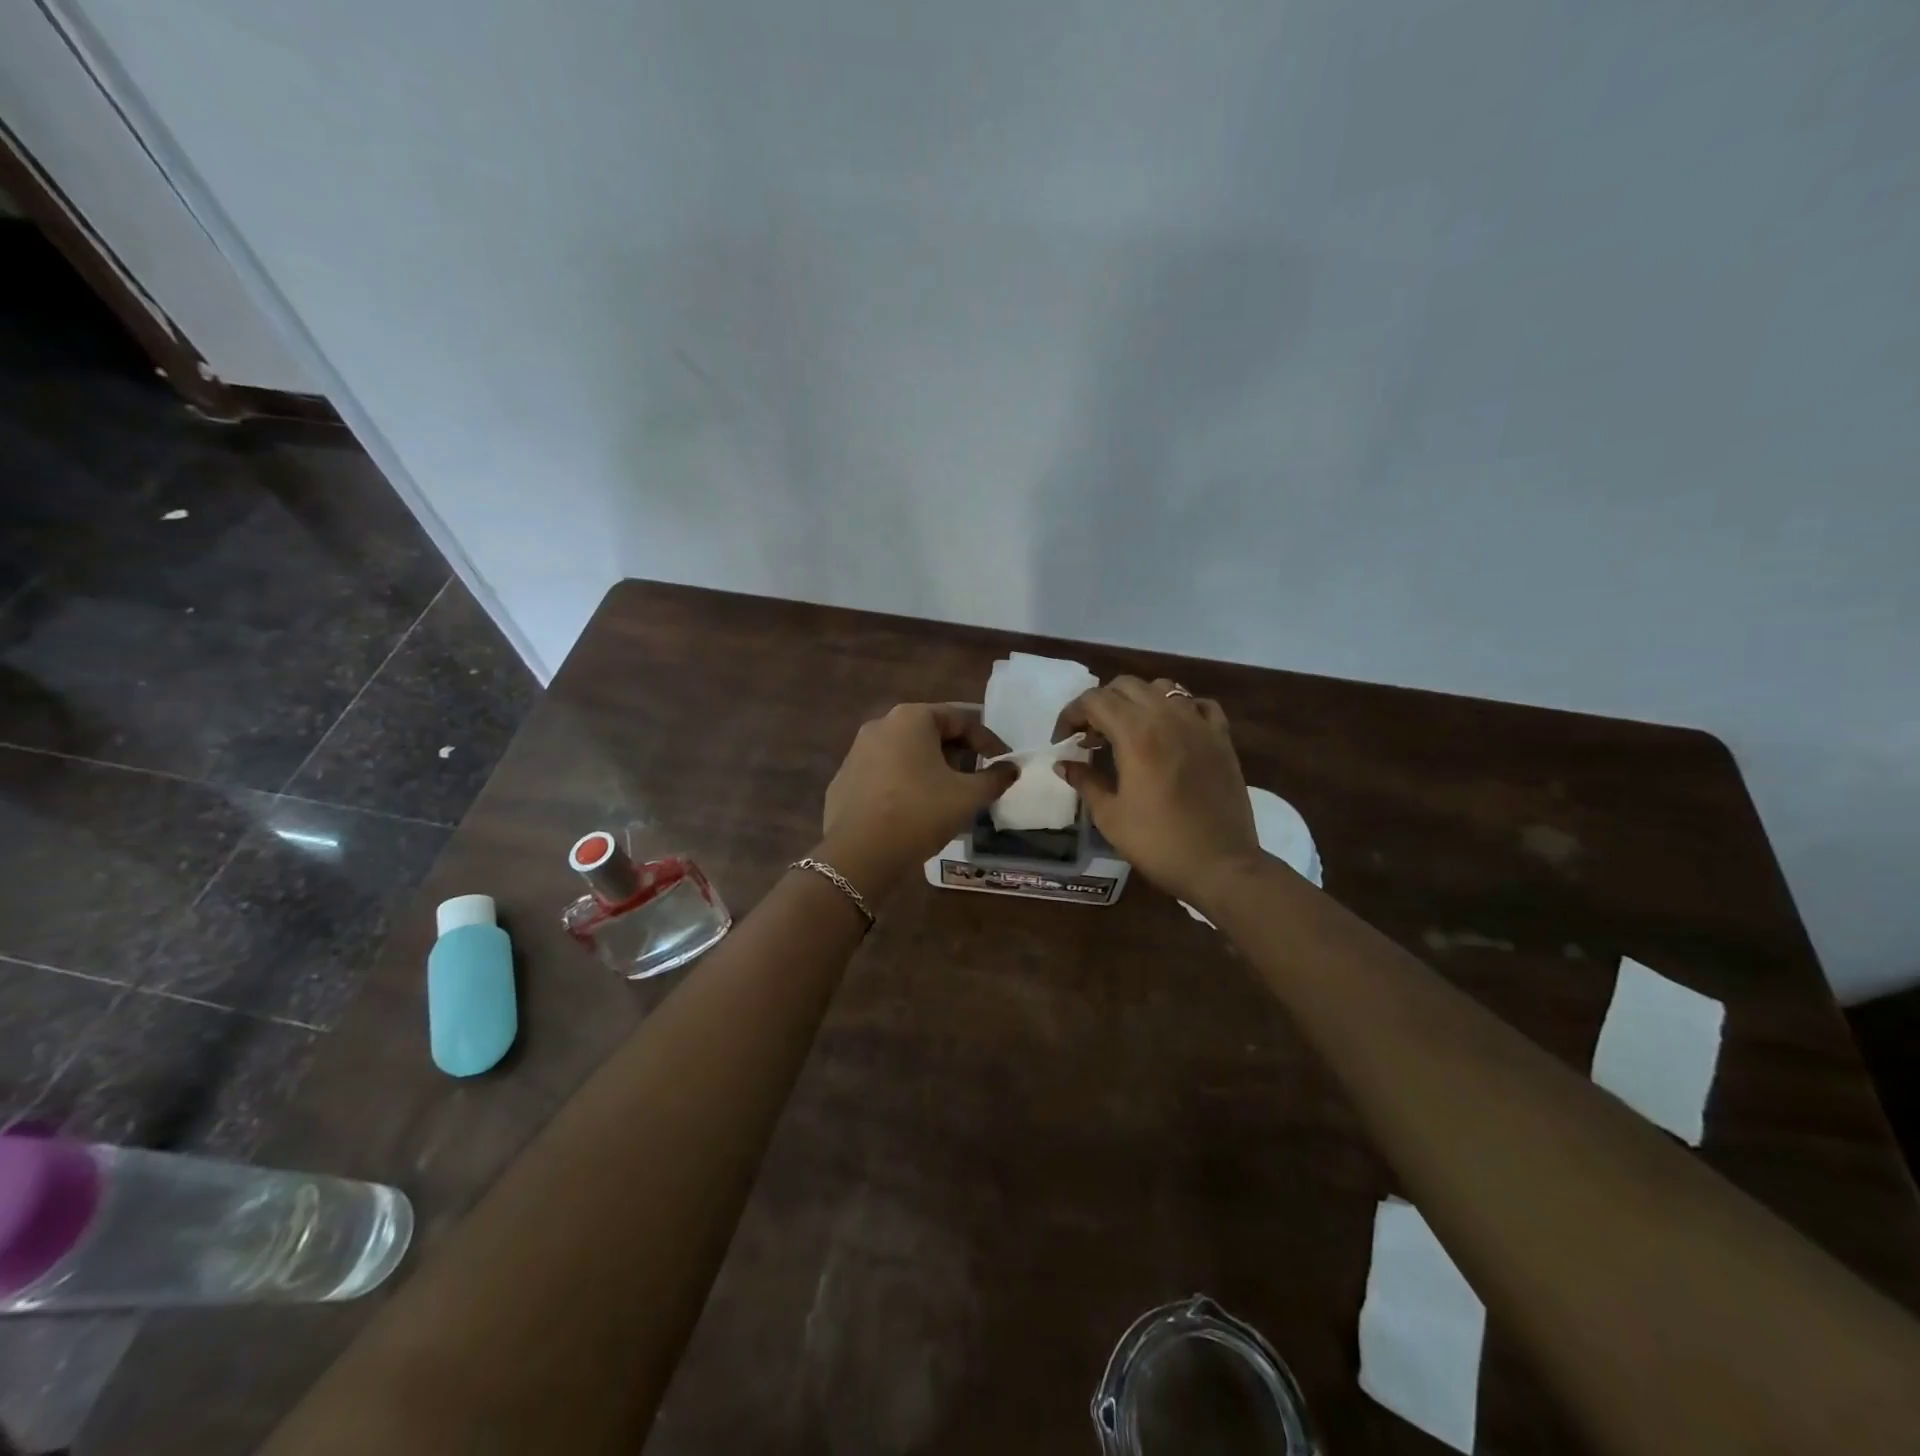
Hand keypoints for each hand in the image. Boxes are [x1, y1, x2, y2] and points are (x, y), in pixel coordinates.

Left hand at [819, 704, 1017, 898]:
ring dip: (933, 768)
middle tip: (979, 777)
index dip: (988, 740)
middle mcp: (881, 725)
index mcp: (911, 718)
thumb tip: (1011, 770)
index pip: (961, 718)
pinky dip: (907, 784)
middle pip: (931, 732)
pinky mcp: (845, 781)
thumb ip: (994, 779)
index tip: (1004, 762)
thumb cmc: (919, 813)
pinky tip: (917, 809)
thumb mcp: (967, 796)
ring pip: (907, 753)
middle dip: (959, 753)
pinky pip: (886, 774)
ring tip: (951, 795)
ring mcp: (857, 752)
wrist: (858, 854)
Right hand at [1054, 677, 1260, 905]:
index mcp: (1136, 733)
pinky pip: (1198, 705)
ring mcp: (1199, 724)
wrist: (1220, 864)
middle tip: (1090, 736)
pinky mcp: (1221, 737)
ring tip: (1128, 729)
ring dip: (1137, 700)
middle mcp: (1167, 717)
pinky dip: (1178, 708)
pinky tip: (1171, 730)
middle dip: (1100, 704)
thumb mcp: (1109, 816)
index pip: (1093, 700)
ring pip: (1162, 688)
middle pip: (1125, 686)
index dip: (1071, 715)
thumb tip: (1064, 764)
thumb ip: (1084, 781)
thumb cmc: (1157, 842)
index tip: (1062, 741)